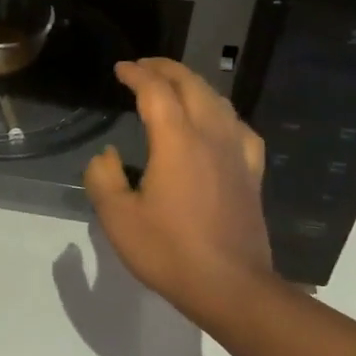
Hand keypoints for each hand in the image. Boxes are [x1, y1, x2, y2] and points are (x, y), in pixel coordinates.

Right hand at [84, 57, 275, 323]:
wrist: (232, 288)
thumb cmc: (169, 251)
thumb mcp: (117, 218)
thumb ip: (103, 178)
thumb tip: (108, 156)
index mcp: (177, 141)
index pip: (156, 90)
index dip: (136, 73)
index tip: (120, 69)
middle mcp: (210, 136)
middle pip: (191, 85)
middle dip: (166, 69)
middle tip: (143, 67)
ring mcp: (237, 154)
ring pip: (218, 101)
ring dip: (193, 85)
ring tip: (174, 86)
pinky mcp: (252, 174)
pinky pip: (240, 128)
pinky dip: (223, 113)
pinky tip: (218, 123)